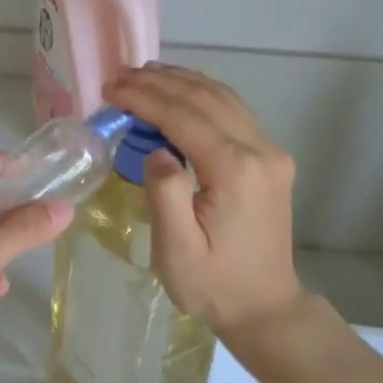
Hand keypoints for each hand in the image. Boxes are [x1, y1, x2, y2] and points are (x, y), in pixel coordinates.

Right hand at [103, 65, 305, 343]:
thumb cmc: (214, 285)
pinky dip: (204, 94)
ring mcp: (271, 153)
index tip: (111, 89)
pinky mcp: (271, 160)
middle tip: (120, 76)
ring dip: (183, 81)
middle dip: (160, 82)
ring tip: (144, 74)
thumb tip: (156, 149)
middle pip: (205, 98)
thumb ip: (165, 193)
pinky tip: (182, 90)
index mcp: (235, 171)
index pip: (183, 117)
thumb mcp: (177, 250)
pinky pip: (235, 112)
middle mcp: (260, 151)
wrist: (266, 308)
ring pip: (224, 98)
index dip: (144, 98)